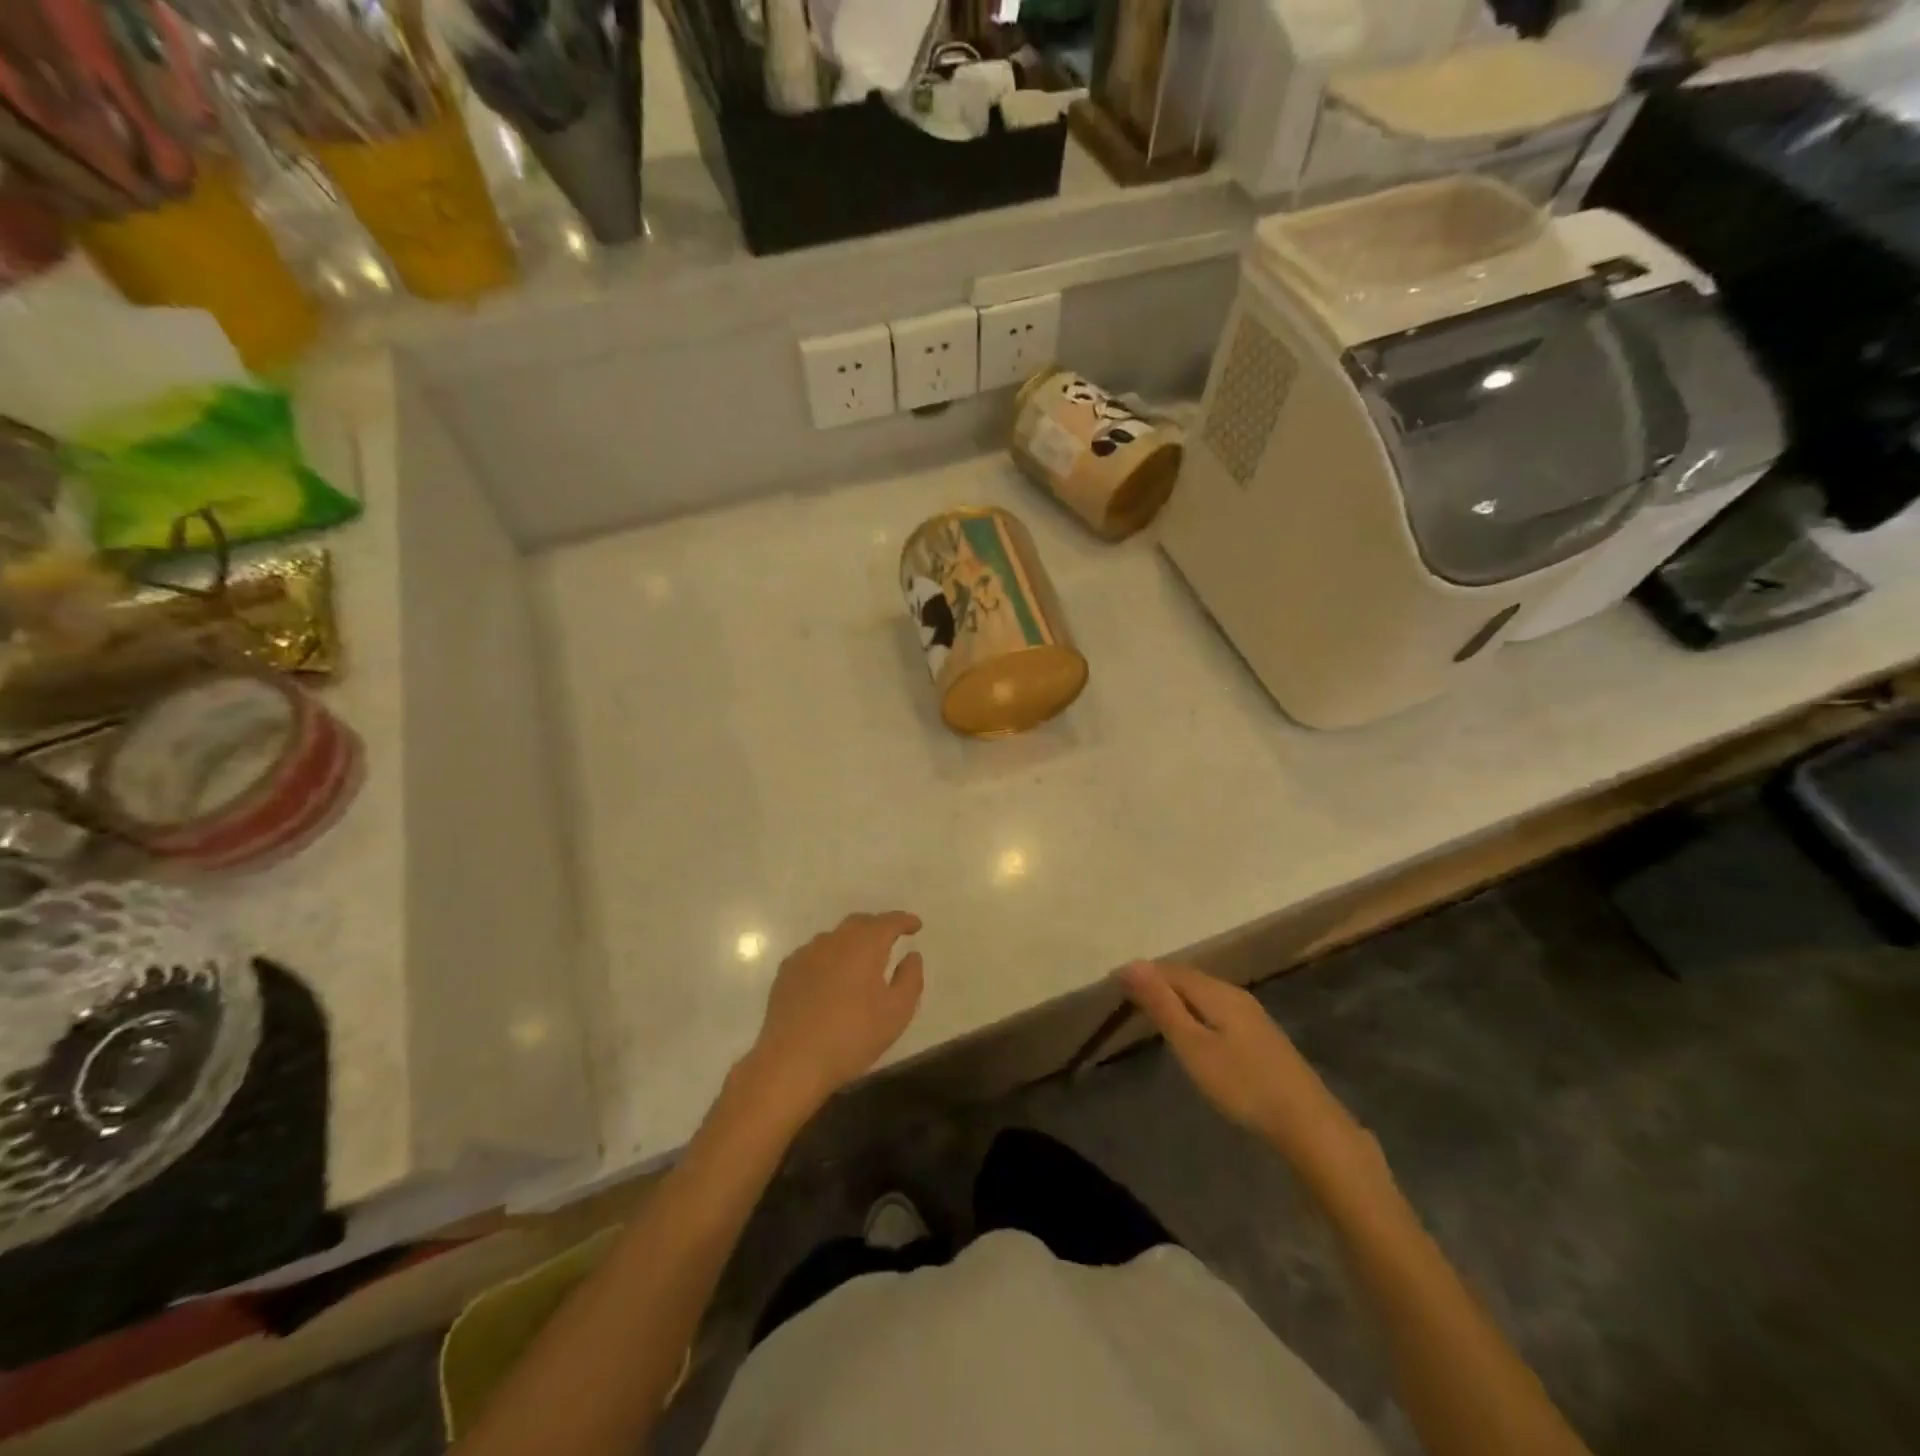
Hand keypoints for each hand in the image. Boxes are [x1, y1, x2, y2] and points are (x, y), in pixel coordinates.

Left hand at [744, 912, 924, 1112]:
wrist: (792, 1060)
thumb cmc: (852, 1035)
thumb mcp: (897, 1012)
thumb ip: (910, 978)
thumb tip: (911, 955)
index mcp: (864, 945)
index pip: (888, 922)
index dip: (904, 921)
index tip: (915, 925)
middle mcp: (834, 940)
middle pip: (859, 923)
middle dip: (877, 926)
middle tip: (890, 939)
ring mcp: (806, 954)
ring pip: (834, 937)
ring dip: (851, 942)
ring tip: (860, 960)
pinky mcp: (786, 972)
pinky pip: (814, 954)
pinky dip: (828, 958)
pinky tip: (830, 977)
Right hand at [1118, 961, 1380, 1186]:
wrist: (1307, 1123)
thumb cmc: (1242, 1084)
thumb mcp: (1192, 1046)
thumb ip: (1162, 1005)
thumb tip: (1131, 964)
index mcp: (1216, 992)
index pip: (1170, 970)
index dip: (1142, 974)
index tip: (1113, 985)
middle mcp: (1234, 994)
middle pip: (1188, 977)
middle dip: (1158, 982)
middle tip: (1127, 997)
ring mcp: (1252, 1014)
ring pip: (1204, 993)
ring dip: (1177, 996)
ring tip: (1153, 1012)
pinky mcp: (1261, 1035)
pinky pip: (1217, 1008)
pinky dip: (1195, 1010)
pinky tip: (1193, 1030)